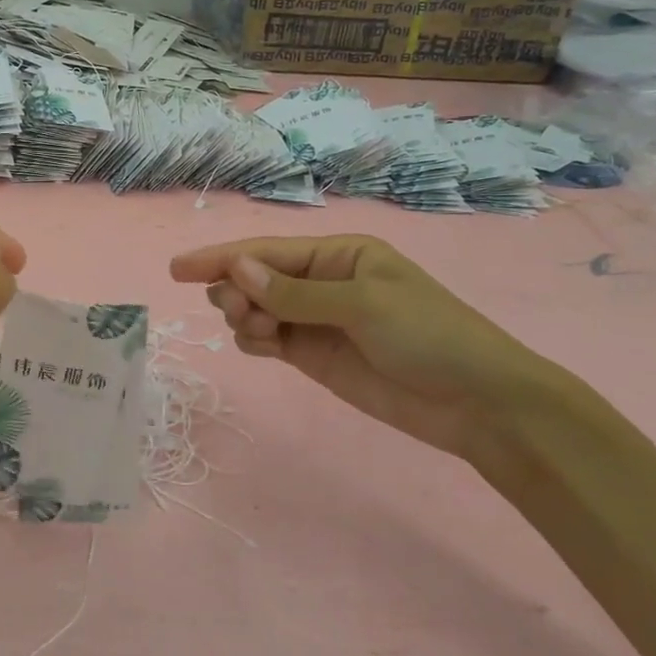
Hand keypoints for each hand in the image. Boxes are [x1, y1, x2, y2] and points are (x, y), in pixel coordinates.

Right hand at [170, 235, 570, 466]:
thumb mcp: (363, 304)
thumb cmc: (429, 336)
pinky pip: (268, 339)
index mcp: (339, 254)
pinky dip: (253, 340)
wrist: (478, 403)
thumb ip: (294, 292)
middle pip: (255, 278)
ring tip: (258, 334)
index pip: (266, 251)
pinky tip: (258, 345)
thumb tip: (237, 269)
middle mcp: (322, 282)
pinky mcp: (315, 356)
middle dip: (235, 289)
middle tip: (238, 312)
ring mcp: (317, 321)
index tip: (177, 268)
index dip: (220, 257)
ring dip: (245, 316)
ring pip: (256, 309)